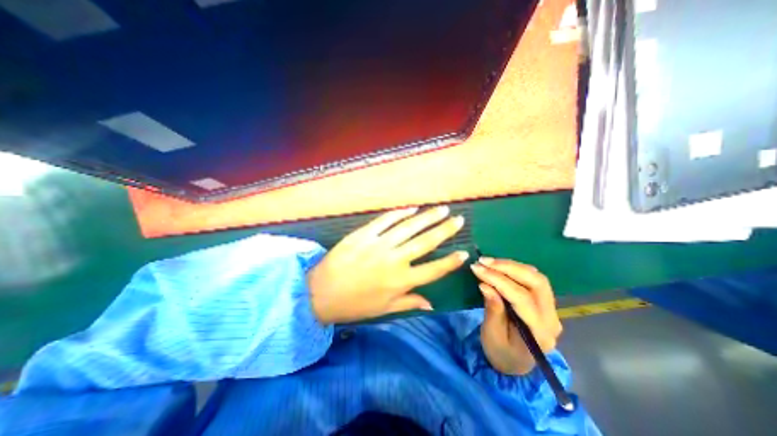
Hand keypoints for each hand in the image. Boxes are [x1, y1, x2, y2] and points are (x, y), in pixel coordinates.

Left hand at [308, 206, 466, 323]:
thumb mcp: (383, 309)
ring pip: (409, 227)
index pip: (433, 270)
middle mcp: (394, 261)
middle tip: (458, 219)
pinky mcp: (364, 234)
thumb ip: (409, 303)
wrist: (320, 293)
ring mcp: (379, 245)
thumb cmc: (353, 304)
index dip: (450, 262)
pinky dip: (400, 213)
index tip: (464, 252)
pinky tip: (412, 208)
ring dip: (428, 217)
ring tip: (442, 209)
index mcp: (400, 282)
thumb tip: (432, 304)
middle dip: (445, 230)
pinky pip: (386, 220)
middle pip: (426, 242)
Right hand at [470, 259, 561, 374]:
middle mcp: (551, 318)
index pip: (522, 298)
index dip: (498, 280)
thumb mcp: (492, 335)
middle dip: (508, 267)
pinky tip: (499, 267)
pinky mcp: (544, 302)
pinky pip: (533, 279)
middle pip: (537, 282)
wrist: (515, 363)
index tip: (477, 269)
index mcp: (539, 333)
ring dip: (511, 266)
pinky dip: (515, 269)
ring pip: (537, 278)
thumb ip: (492, 310)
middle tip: (484, 261)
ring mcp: (551, 309)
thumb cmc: (501, 353)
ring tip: (488, 262)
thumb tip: (485, 285)